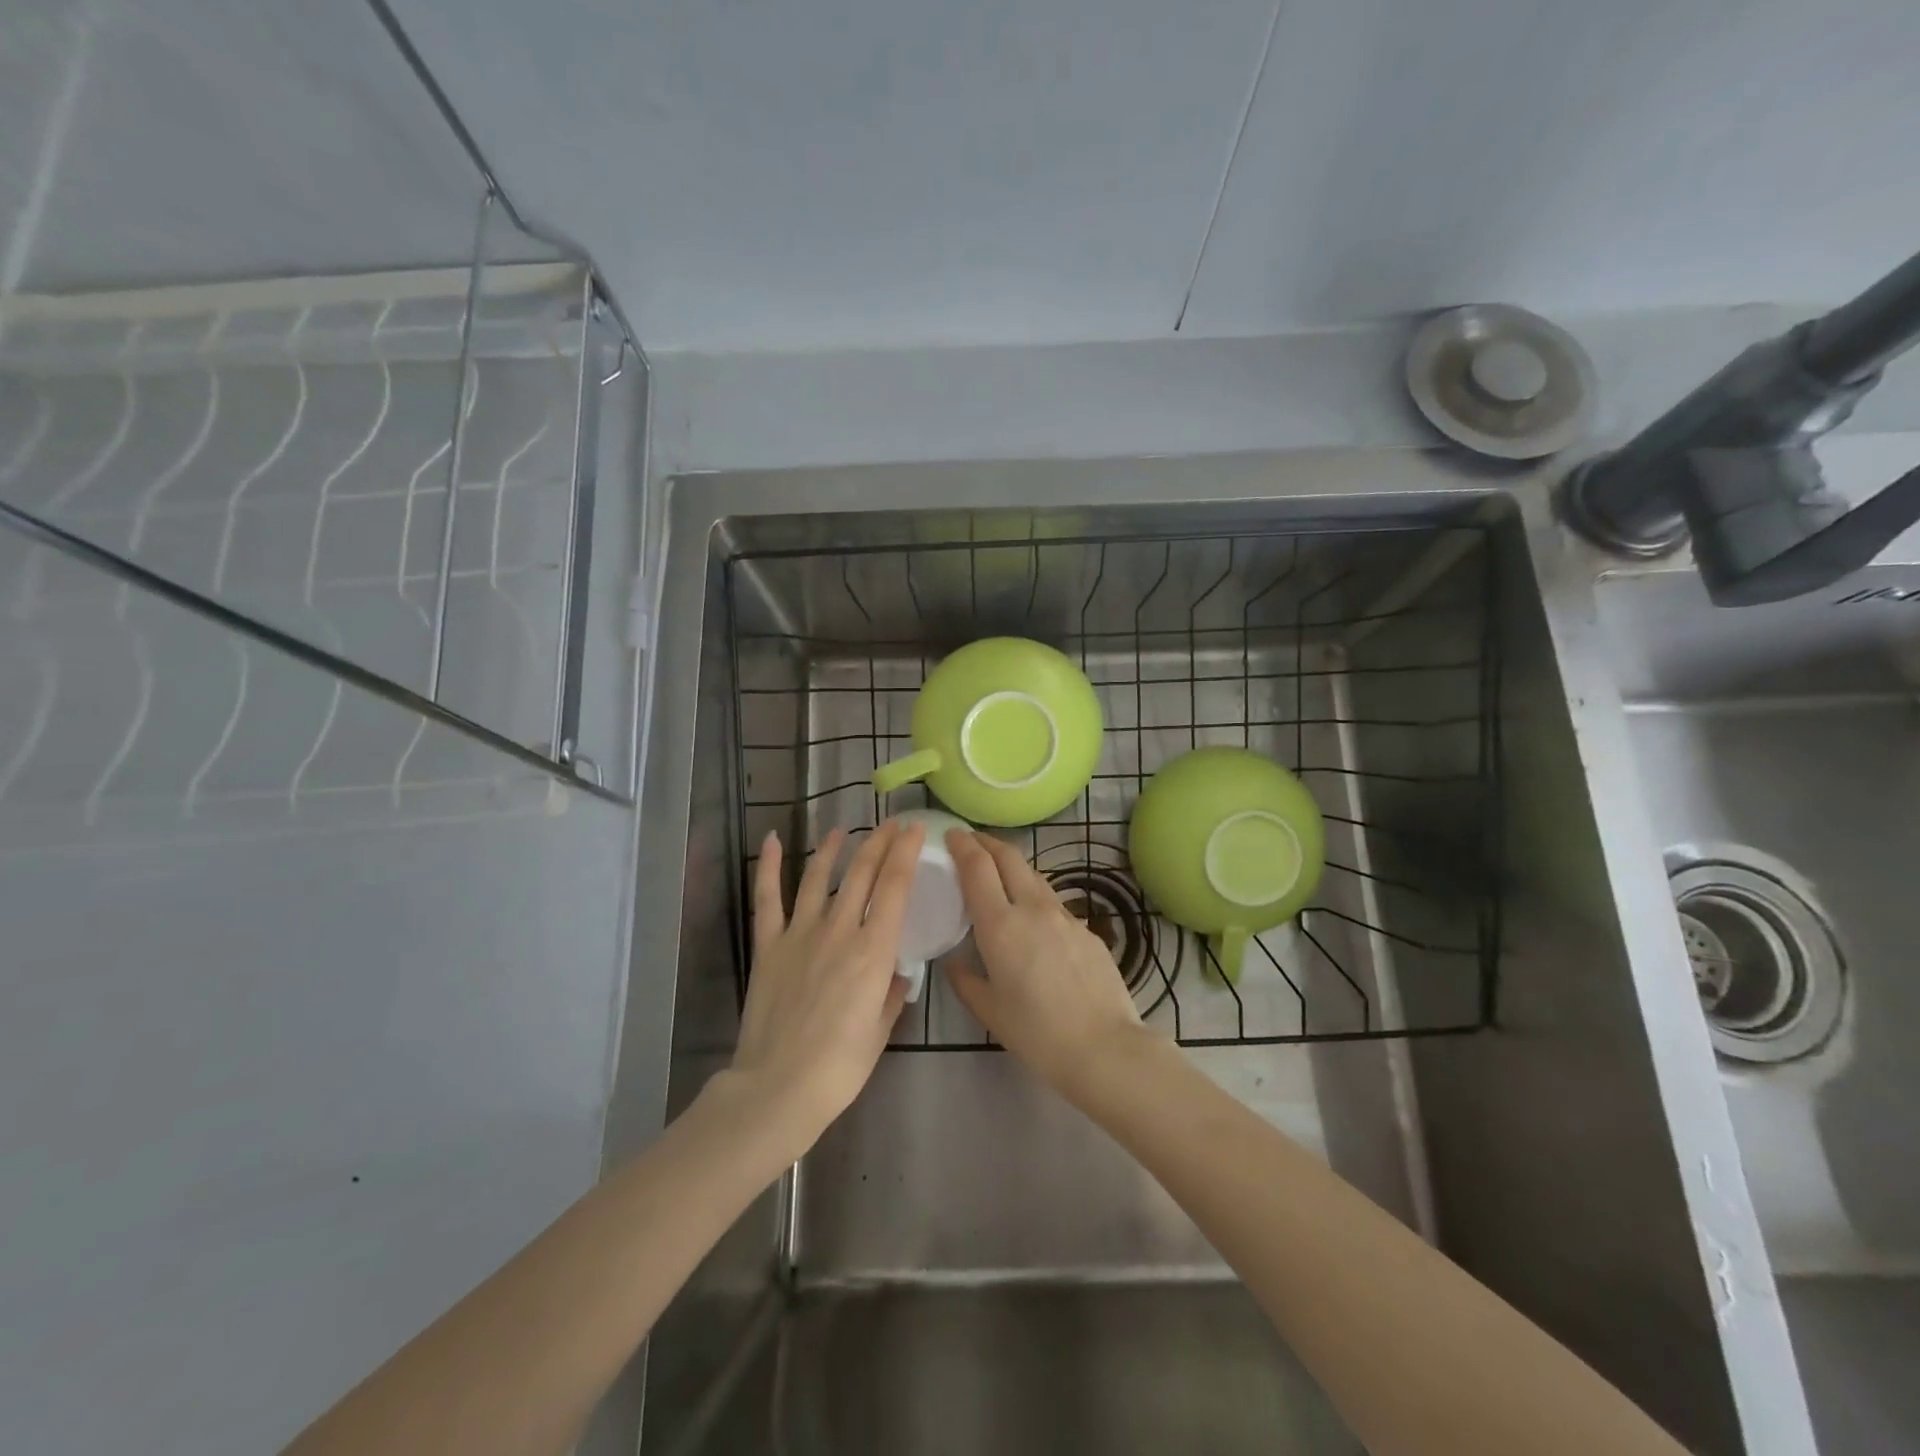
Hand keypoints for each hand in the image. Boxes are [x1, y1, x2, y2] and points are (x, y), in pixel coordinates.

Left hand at [727, 819, 923, 1157]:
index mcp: (873, 951)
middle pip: (862, 873)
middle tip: (891, 824)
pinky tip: (772, 840)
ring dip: (832, 848)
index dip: (906, 852)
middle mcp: (839, 931)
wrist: (779, 1086)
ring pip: (818, 877)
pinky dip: (769, 867)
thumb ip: (892, 996)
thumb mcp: (881, 1032)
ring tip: (843, 830)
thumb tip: (898, 975)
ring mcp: (800, 934)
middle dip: (880, 842)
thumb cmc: (840, 1067)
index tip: (915, 829)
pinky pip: (767, 898)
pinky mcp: (769, 946)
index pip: (895, 886)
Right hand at [944, 830, 1148, 1101]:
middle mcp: (1033, 909)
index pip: (978, 868)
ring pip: (1034, 875)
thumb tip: (954, 963)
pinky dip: (1034, 896)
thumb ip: (966, 981)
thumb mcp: (990, 1011)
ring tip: (998, 874)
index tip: (951, 835)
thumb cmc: (1038, 1034)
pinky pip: (1054, 902)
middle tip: (970, 841)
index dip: (963, 845)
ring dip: (1012, 865)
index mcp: (1001, 926)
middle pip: (1009, 856)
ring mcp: (1065, 916)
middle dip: (987, 842)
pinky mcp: (1087, 929)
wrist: (1106, 1048)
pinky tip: (1033, 919)